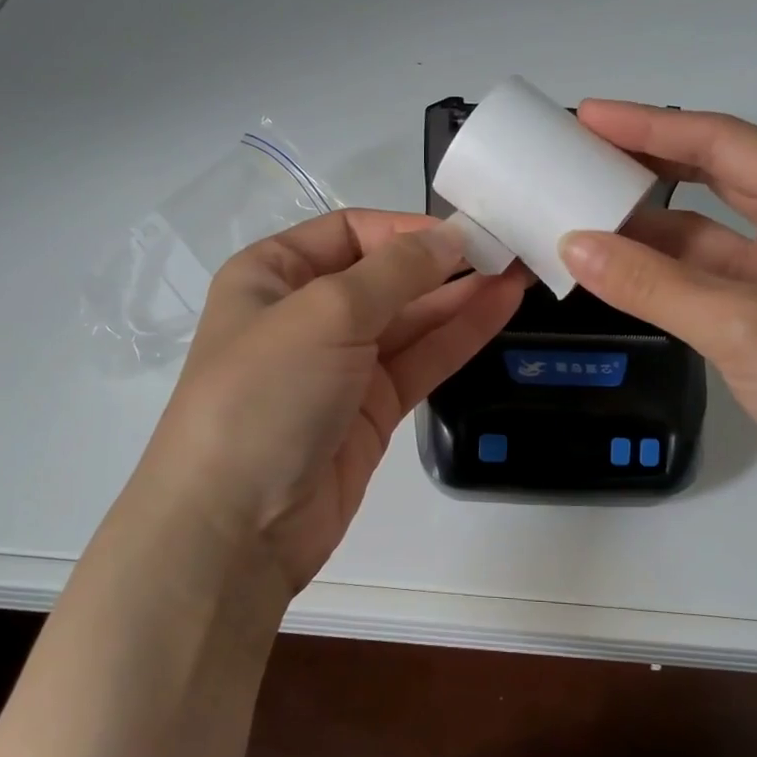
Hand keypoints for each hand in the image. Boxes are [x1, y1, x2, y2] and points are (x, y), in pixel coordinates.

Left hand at [135, 210, 525, 592]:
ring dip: (462, 296)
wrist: (236, 527)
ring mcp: (342, 365)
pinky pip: (421, 361)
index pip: (350, 232)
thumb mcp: (324, 313)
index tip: (465, 232)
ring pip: (411, 320)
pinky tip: (501, 308)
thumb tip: (451, 237)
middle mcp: (306, 314)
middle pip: (385, 275)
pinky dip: (459, 335)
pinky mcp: (371, 410)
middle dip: (444, 262)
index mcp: (273, 276)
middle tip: (509, 248)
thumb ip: (396, 271)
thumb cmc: (265, 396)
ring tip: (519, 271)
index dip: (406, 229)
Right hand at [559, 102, 756, 531]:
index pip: (724, 143)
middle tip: (581, 155)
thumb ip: (653, 283)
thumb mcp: (744, 323)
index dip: (652, 126)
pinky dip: (658, 276)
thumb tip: (573, 245)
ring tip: (583, 213)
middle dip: (650, 164)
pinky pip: (701, 283)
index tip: (588, 116)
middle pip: (716, 179)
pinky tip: (615, 273)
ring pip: (704, 237)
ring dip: (648, 227)